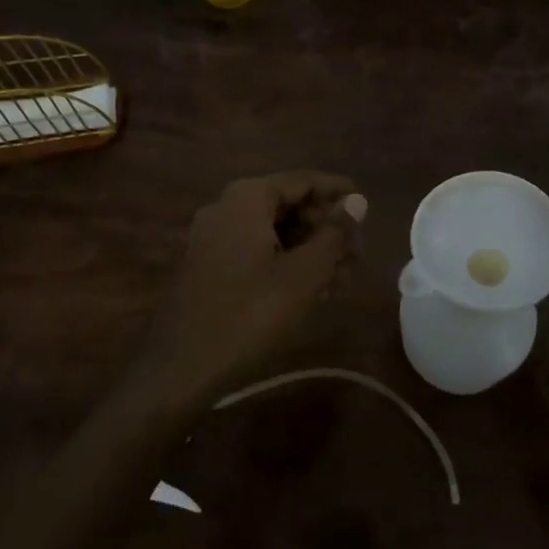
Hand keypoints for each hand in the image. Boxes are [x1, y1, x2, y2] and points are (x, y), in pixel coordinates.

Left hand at [131, 171, 367, 407]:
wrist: (181, 368)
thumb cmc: (250, 315)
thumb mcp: (304, 274)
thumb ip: (334, 234)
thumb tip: (357, 201)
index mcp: (247, 198)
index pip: (303, 180)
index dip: (337, 191)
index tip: (367, 203)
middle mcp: (226, 206)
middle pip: (287, 204)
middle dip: (325, 227)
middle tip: (358, 254)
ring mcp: (213, 235)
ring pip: (273, 230)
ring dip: (309, 248)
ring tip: (343, 277)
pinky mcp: (208, 263)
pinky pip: (255, 249)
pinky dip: (285, 261)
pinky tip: (312, 288)